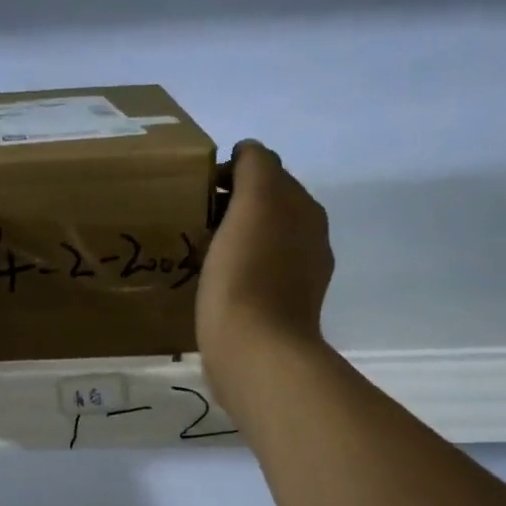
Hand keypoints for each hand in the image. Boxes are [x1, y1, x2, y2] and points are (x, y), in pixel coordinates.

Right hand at [197, 140, 334, 407]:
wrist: (255, 352)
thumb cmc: (247, 274)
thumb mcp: (253, 203)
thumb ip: (255, 167)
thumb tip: (247, 153)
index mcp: (305, 210)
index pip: (268, 172)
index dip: (232, 175)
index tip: (199, 194)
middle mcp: (310, 240)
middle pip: (266, 208)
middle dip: (232, 208)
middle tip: (194, 222)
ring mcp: (298, 281)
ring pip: (261, 244)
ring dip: (233, 242)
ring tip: (199, 254)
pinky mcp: (280, 314)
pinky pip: (255, 279)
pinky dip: (236, 274)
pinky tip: (213, 287)